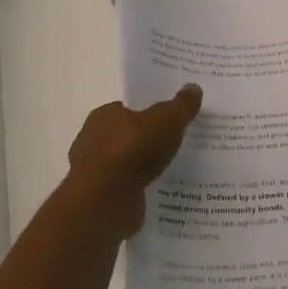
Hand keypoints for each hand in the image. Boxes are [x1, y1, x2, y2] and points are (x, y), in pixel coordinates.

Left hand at [63, 85, 202, 237]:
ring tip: (172, 170)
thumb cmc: (132, 150)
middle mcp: (94, 140)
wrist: (105, 200)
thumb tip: (194, 87)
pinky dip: (140, 188)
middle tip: (175, 145)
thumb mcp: (166, 120)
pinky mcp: (100, 198)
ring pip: (126, 164)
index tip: (169, 121)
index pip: (127, 109)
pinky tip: (159, 192)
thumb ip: (181, 106)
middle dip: (147, 141)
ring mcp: (95, 171)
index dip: (148, 113)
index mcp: (104, 115)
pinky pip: (126, 188)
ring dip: (143, 167)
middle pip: (127, 136)